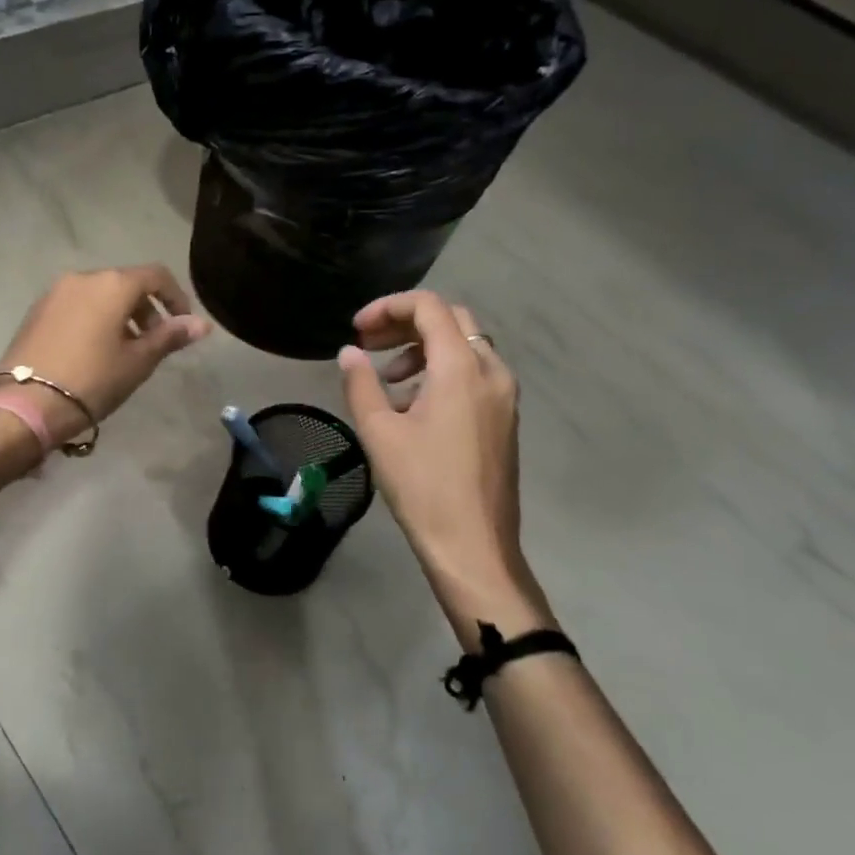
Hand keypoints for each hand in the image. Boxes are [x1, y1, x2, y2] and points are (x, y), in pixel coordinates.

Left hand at [0, 264, 210, 447]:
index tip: (183, 325)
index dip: (176, 297)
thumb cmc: (93, 380)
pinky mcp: (36, 311)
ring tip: (124, 351)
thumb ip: (170, 336)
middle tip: (154, 343)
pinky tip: (93, 352)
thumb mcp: (138, 361)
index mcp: (112, 285)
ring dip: (120, 315)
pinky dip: (94, 319)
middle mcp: (82, 278)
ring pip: (99, 294)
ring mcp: (55, 293)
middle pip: (125, 283)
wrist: (26, 404)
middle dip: (146, 309)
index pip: (156, 276)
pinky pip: (76, 305)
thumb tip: (203, 324)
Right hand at [338, 291, 552, 645]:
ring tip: (388, 380)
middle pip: (451, 320)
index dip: (388, 307)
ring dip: (423, 349)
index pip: (429, 307)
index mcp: (461, 368)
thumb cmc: (422, 487)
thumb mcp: (379, 432)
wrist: (474, 547)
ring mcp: (504, 396)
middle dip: (405, 324)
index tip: (357, 330)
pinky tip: (413, 406)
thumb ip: (361, 383)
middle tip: (369, 344)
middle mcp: (491, 371)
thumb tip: (349, 354)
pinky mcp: (504, 418)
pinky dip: (442, 372)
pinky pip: (474, 374)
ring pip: (465, 346)